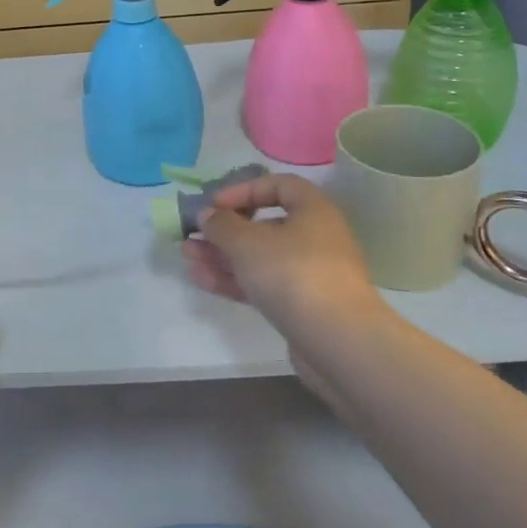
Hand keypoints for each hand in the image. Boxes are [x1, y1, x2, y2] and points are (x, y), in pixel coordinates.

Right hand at [181, 173, 380, 331]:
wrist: (338, 342)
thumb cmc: (293, 274)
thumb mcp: (247, 242)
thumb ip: (221, 224)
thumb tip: (207, 214)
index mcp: (313, 210)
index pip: (278, 185)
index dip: (243, 190)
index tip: (215, 204)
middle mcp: (316, 237)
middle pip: (264, 225)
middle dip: (225, 230)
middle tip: (192, 235)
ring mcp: (310, 274)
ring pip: (260, 258)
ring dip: (223, 256)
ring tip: (188, 257)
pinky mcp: (302, 306)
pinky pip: (263, 284)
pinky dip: (234, 279)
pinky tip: (201, 280)